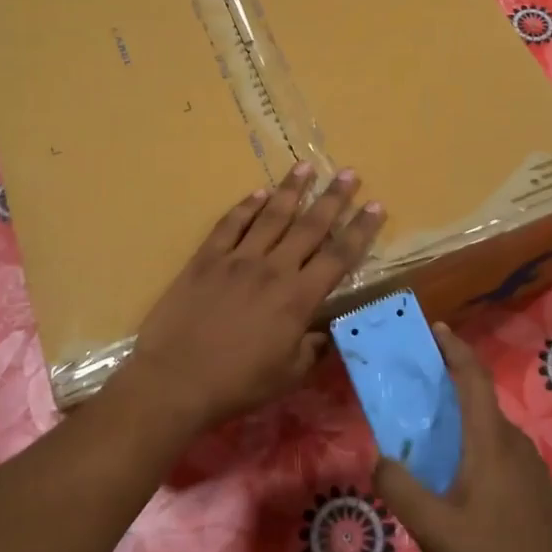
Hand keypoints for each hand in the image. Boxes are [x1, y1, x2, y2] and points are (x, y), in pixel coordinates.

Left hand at [124, 162, 383, 437]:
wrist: (175, 380)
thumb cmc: (237, 383)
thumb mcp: (288, 375)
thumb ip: (312, 349)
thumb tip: (325, 332)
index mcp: (298, 298)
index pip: (339, 256)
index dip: (360, 230)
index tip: (376, 206)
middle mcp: (273, 269)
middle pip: (310, 226)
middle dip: (333, 198)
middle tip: (349, 173)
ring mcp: (237, 259)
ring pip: (271, 216)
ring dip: (291, 190)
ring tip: (306, 167)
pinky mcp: (206, 259)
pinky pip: (230, 224)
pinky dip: (245, 206)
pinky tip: (258, 192)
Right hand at [375, 325, 551, 551]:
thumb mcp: (434, 528)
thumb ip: (400, 488)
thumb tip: (381, 458)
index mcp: (490, 440)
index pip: (473, 377)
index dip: (455, 348)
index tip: (435, 328)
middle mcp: (513, 441)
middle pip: (480, 397)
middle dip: (451, 381)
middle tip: (417, 382)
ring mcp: (530, 463)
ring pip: (489, 425)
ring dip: (462, 414)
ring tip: (430, 429)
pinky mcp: (535, 484)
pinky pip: (499, 446)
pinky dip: (474, 439)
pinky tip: (458, 472)